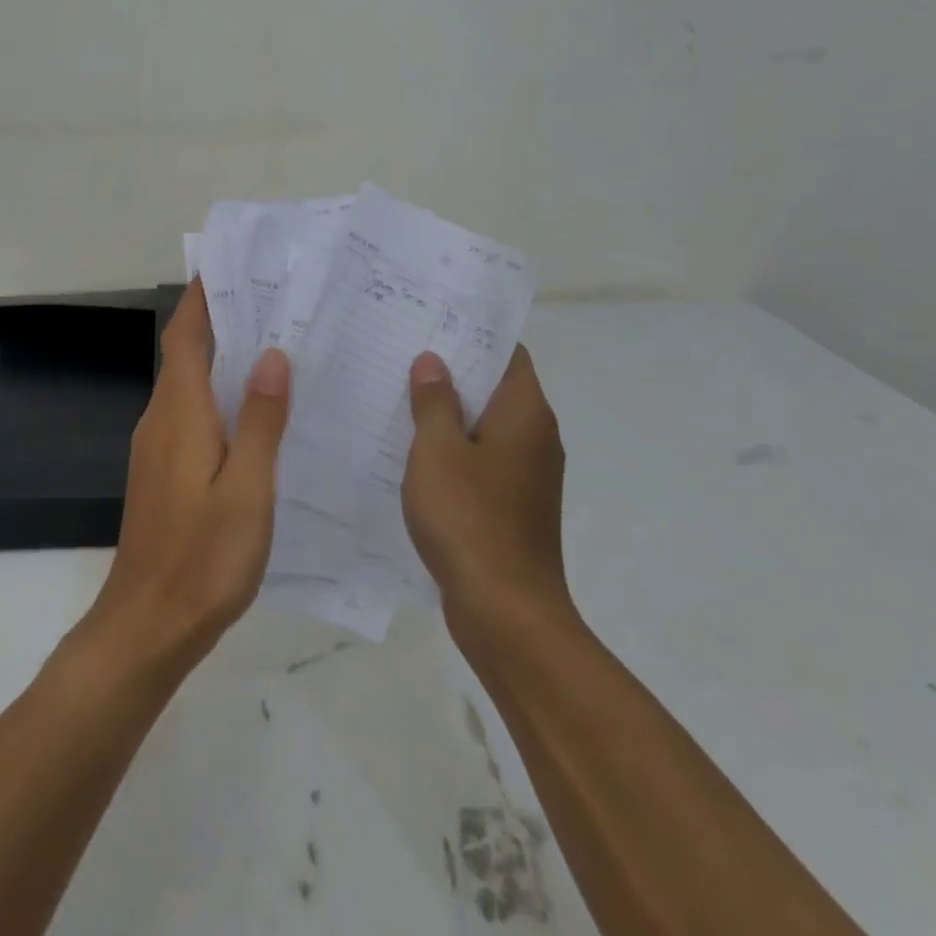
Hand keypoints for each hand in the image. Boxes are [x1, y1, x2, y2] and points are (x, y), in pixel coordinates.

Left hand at [74, 281, 290, 673]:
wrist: (148, 623)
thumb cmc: (204, 556)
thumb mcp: (247, 488)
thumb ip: (260, 420)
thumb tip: (271, 354)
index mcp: (180, 412)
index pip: (186, 335)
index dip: (203, 298)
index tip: (230, 266)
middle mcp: (161, 419)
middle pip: (187, 354)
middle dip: (220, 321)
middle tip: (273, 302)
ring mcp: (157, 447)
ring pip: (189, 385)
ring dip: (221, 358)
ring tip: (273, 345)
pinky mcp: (162, 472)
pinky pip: (190, 414)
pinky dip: (217, 395)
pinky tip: (253, 412)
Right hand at [401, 347, 571, 637]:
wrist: (506, 612)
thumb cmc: (469, 518)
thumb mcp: (438, 450)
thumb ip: (434, 401)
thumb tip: (433, 361)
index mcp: (525, 412)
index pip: (507, 354)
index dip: (473, 335)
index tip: (432, 324)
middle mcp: (536, 436)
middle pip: (495, 387)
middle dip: (453, 372)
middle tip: (403, 355)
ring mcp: (528, 474)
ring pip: (486, 426)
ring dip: (450, 413)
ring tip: (399, 397)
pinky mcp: (514, 505)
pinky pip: (483, 461)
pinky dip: (454, 450)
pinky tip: (413, 453)